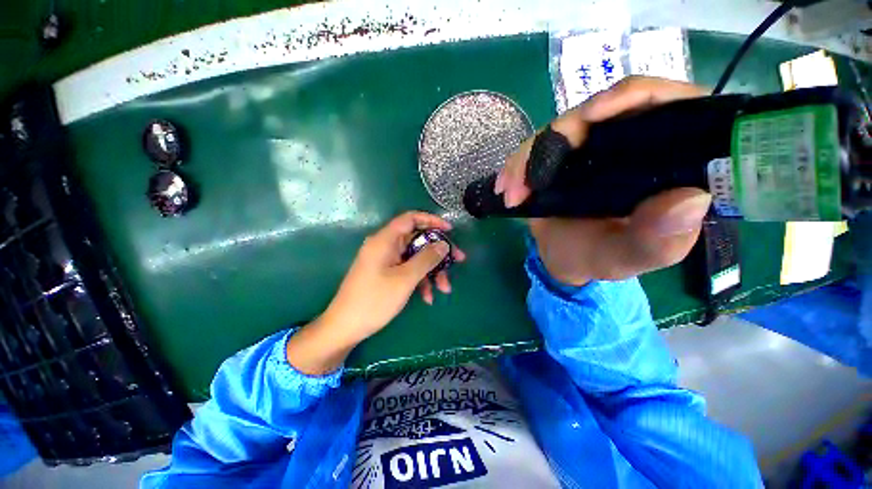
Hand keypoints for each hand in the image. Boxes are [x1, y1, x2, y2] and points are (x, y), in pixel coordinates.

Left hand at [286, 212, 465, 374]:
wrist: (345, 328)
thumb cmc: (374, 300)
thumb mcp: (405, 278)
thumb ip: (426, 258)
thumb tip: (443, 245)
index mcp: (385, 240)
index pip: (411, 219)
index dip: (432, 221)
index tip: (449, 231)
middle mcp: (385, 246)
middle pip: (417, 240)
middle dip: (438, 253)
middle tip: (458, 262)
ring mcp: (385, 261)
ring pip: (415, 258)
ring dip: (431, 271)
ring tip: (444, 289)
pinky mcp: (386, 274)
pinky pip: (407, 270)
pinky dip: (419, 280)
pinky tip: (427, 297)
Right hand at [495, 76, 711, 284]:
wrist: (564, 259)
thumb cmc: (602, 258)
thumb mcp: (632, 257)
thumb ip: (659, 239)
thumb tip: (691, 199)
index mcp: (663, 159)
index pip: (663, 105)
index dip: (630, 97)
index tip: (591, 116)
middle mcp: (629, 143)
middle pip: (600, 110)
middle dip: (560, 134)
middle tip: (532, 173)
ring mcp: (590, 148)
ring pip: (559, 129)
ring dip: (528, 157)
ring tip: (511, 191)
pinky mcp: (559, 157)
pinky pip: (535, 148)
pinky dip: (517, 165)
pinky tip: (505, 186)